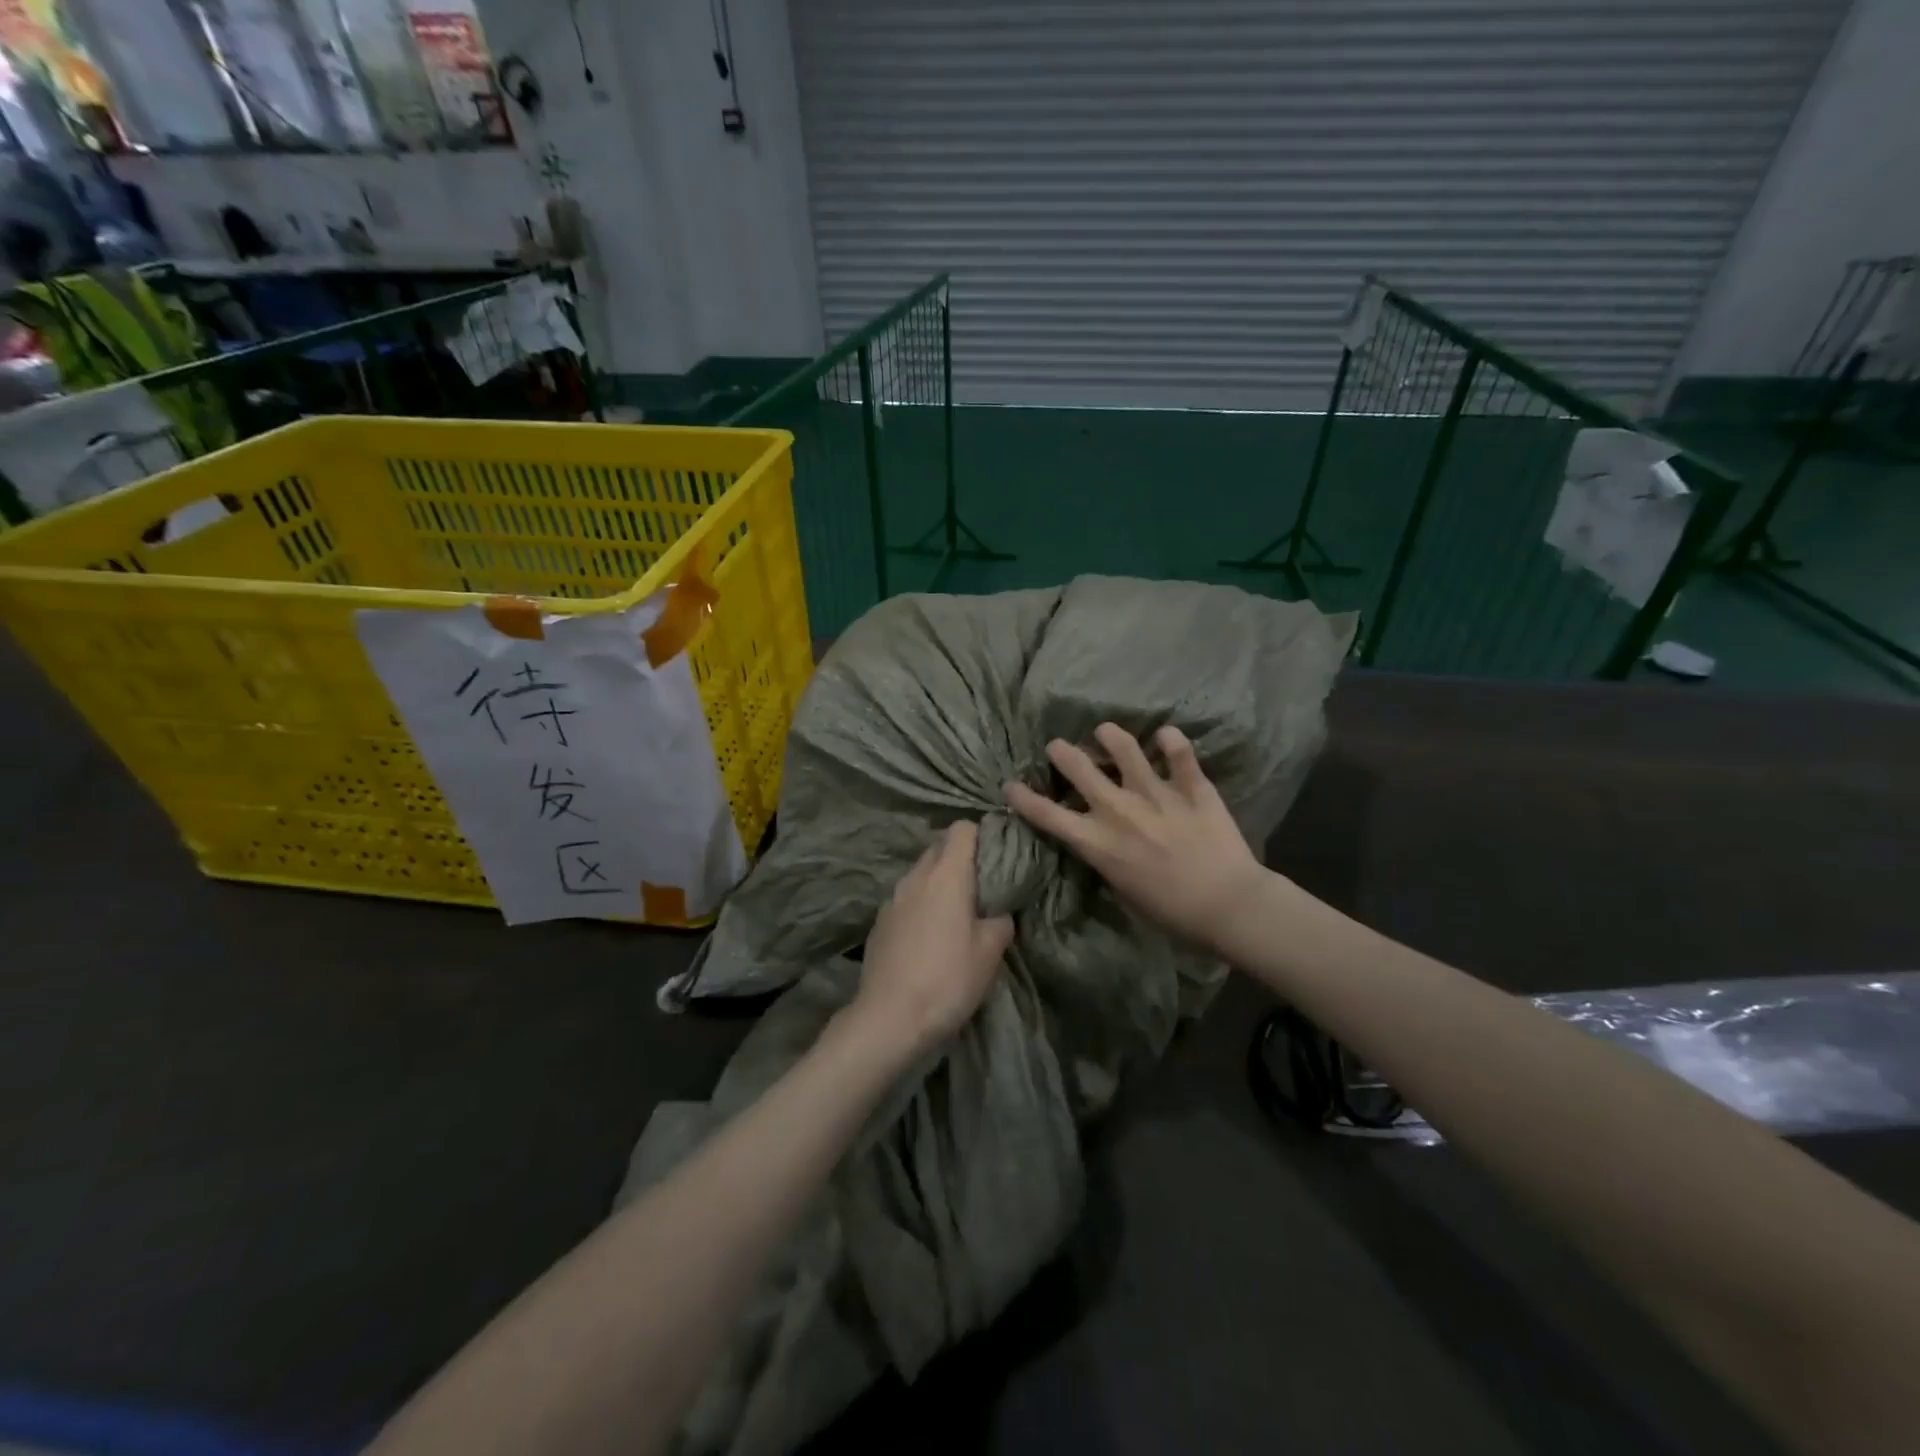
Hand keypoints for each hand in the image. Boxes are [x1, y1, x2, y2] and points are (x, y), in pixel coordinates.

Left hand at [856, 822, 1014, 1052]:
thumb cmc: (948, 979)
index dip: (982, 836)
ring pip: (920, 873)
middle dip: (961, 859)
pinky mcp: (879, 921)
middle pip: (939, 847)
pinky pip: (906, 899)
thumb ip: (1001, 919)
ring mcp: (892, 898)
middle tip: (983, 887)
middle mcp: (915, 877)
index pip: (962, 829)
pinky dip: (921, 904)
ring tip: (957, 913)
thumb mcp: (990, 952)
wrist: (889, 1018)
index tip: (998, 857)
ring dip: (939, 883)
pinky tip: (929, 936)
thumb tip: (998, 911)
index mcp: (946, 875)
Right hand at [1005, 723, 1270, 952]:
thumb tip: (1103, 844)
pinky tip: (1166, 735)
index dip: (1024, 799)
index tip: (1011, 786)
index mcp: (1098, 842)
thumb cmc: (1172, 913)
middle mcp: (1119, 811)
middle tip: (1058, 746)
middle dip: (1063, 753)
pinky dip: (1172, 742)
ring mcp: (1156, 795)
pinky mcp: (1191, 789)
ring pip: (1126, 750)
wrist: (1227, 906)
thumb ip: (1108, 861)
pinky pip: (1180, 755)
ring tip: (1106, 730)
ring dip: (1111, 736)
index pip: (1049, 816)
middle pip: (1080, 769)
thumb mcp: (1124, 893)